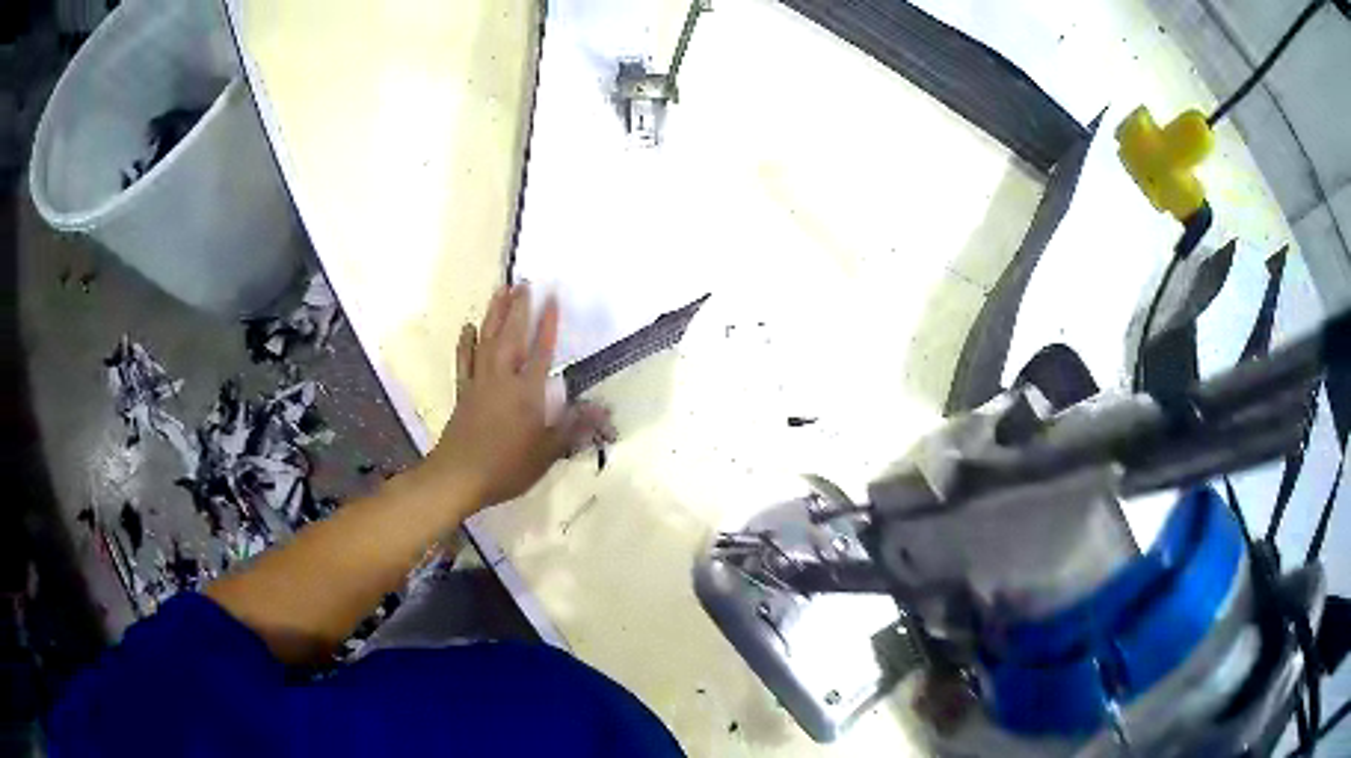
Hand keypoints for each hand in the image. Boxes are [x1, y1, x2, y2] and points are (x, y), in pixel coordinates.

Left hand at [422, 284, 614, 510]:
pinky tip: (468, 327)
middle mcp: (502, 379)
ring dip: (494, 314)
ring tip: (500, 290)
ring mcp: (479, 383)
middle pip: (511, 336)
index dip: (548, 324)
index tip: (552, 298)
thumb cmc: (506, 466)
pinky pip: (465, 361)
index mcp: (526, 392)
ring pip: (487, 340)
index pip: (541, 351)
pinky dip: (466, 342)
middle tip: (524, 282)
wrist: (459, 476)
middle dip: (519, 308)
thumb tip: (604, 411)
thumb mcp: (547, 452)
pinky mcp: (463, 392)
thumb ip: (573, 428)